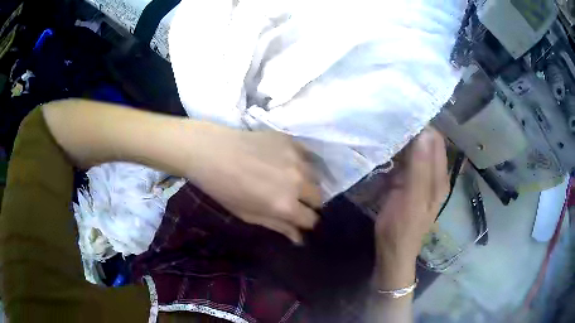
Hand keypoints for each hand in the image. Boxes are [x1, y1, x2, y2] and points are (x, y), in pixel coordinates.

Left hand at [188, 128, 320, 243]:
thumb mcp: (248, 215)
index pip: (312, 219)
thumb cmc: (224, 189)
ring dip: (307, 183)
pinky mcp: (291, 140)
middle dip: (309, 203)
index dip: (306, 222)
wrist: (210, 152)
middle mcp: (298, 182)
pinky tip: (288, 163)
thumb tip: (299, 239)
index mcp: (286, 205)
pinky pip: (307, 155)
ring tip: (291, 180)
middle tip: (294, 200)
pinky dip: (302, 163)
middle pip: (319, 197)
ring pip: (316, 176)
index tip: (298, 219)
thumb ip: (278, 226)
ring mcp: (296, 158)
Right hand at [373, 128, 447, 287]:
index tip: (401, 117)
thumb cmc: (402, 227)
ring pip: (415, 151)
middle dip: (411, 132)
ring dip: (403, 142)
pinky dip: (397, 154)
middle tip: (389, 122)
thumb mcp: (412, 198)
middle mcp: (434, 174)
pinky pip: (405, 162)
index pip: (435, 140)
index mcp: (439, 177)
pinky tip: (384, 150)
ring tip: (384, 131)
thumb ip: (419, 167)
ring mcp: (421, 179)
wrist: (393, 251)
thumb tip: (424, 132)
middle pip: (426, 144)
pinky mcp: (409, 184)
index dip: (422, 127)